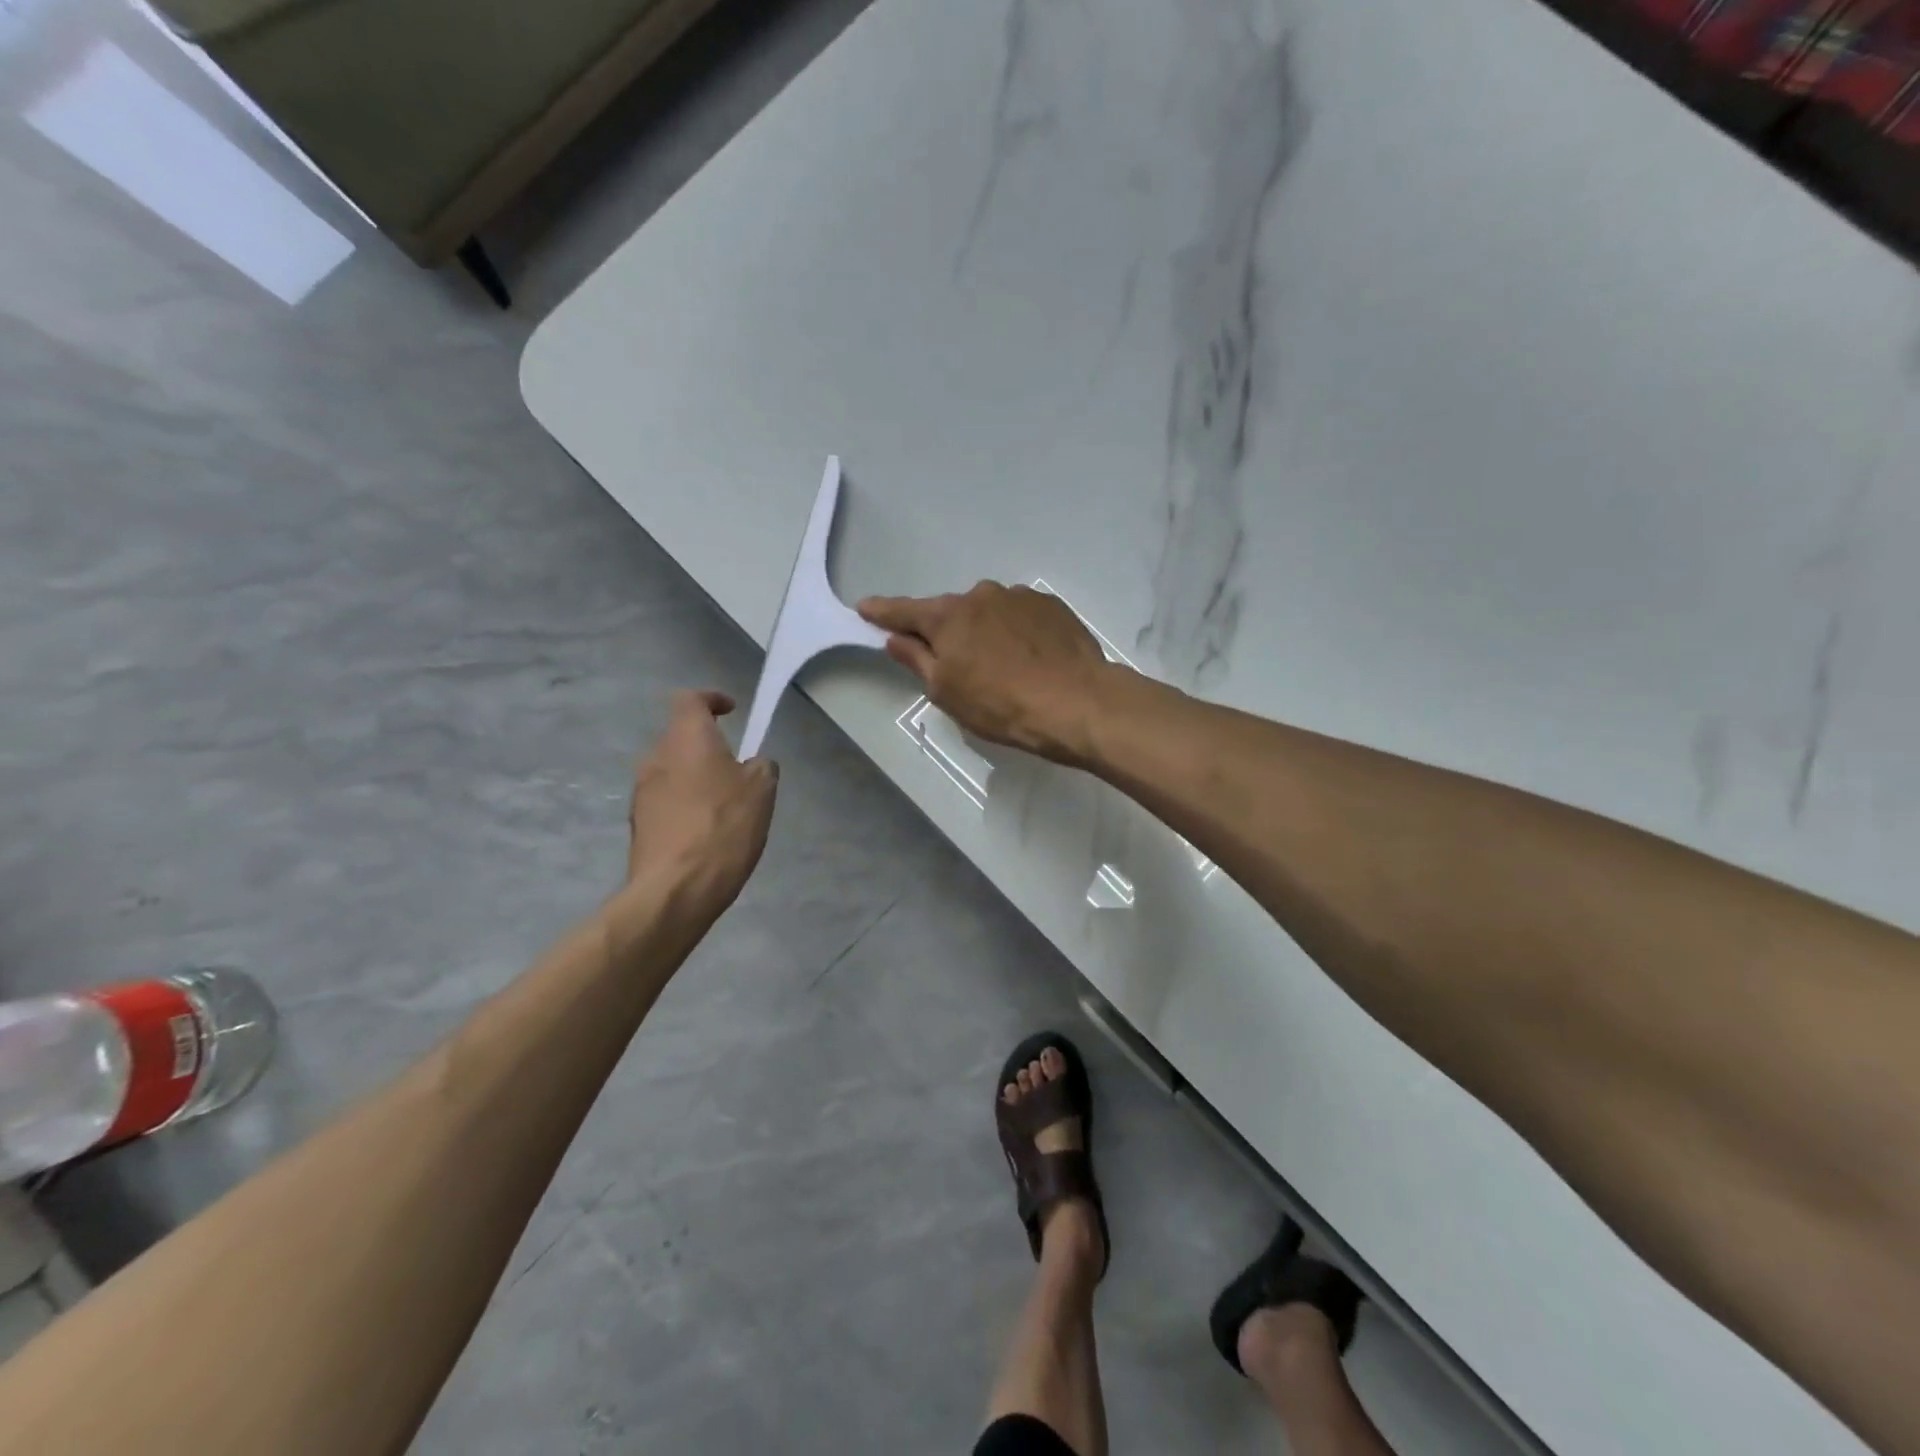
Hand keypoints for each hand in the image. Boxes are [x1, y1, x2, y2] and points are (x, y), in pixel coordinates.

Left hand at [624, 691, 776, 909]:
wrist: (677, 888)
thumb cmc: (724, 826)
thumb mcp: (762, 789)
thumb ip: (760, 765)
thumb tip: (751, 764)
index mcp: (686, 738)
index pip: (690, 699)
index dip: (712, 699)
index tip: (731, 711)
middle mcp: (656, 757)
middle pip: (681, 737)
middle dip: (707, 746)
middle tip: (737, 768)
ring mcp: (642, 791)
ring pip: (673, 770)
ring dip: (696, 777)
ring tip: (724, 805)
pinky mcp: (638, 823)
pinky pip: (666, 800)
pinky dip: (686, 805)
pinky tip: (706, 831)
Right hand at [858, 582, 1111, 763]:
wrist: (1076, 702)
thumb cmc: (1001, 705)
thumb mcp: (947, 692)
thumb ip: (917, 660)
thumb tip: (896, 639)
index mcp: (949, 617)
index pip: (905, 611)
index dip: (882, 612)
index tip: (864, 608)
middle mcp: (981, 595)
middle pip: (951, 613)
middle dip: (946, 633)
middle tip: (956, 665)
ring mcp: (1020, 597)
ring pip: (989, 613)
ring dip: (985, 632)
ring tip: (1003, 668)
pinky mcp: (1051, 606)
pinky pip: (1020, 617)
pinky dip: (1016, 633)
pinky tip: (1030, 660)